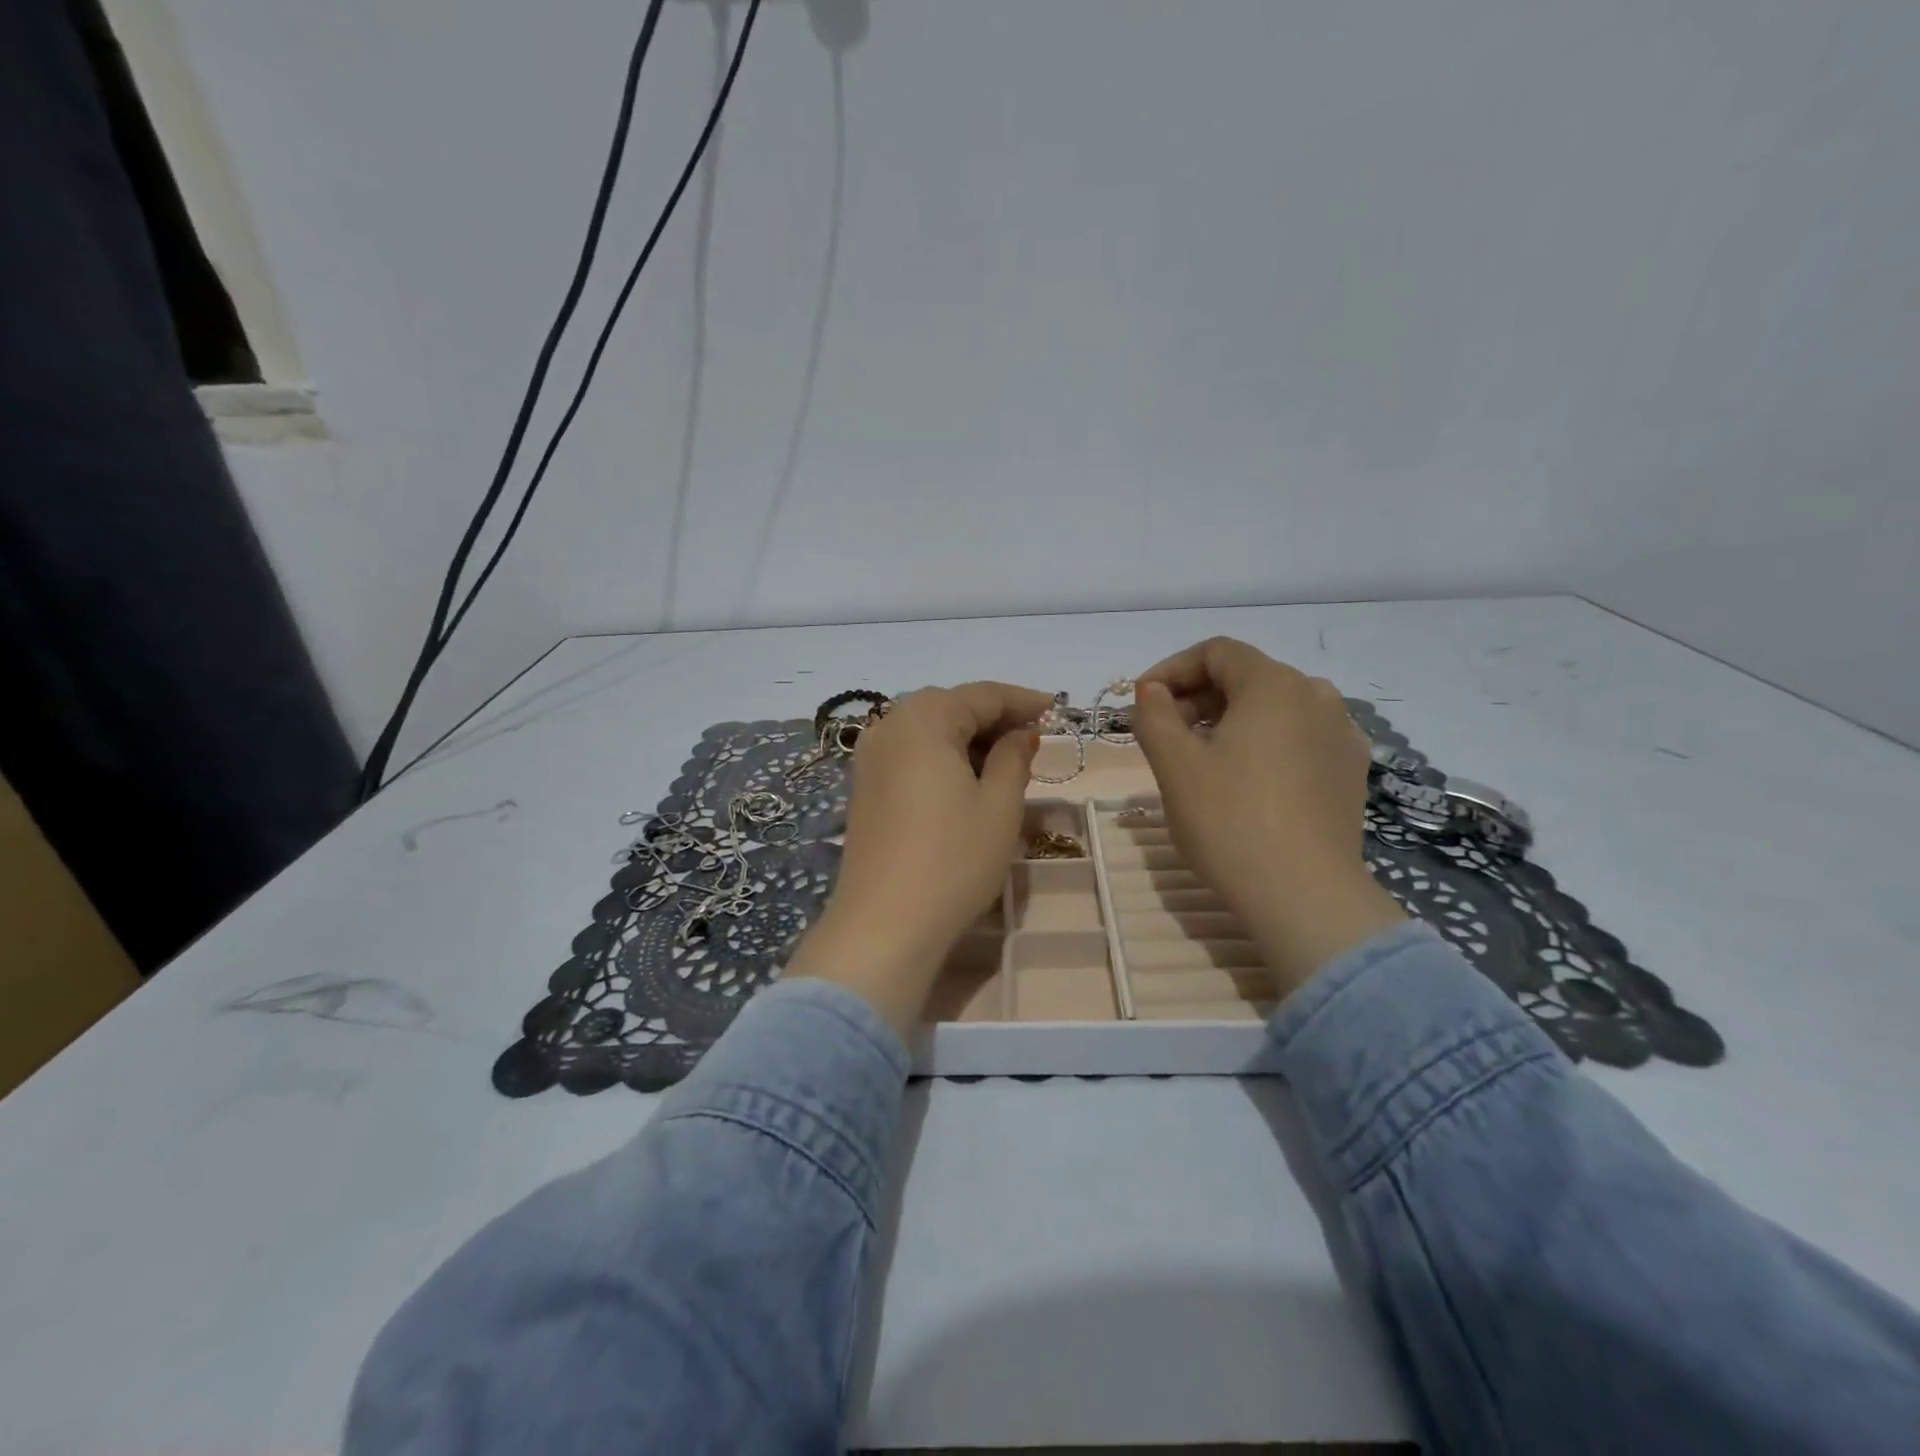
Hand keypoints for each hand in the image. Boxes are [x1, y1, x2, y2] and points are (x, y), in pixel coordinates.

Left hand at [784, 682, 1051, 1035]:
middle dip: (993, 718)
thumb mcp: (998, 805)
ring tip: (1005, 761)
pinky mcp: (864, 786)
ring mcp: (870, 756)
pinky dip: (942, 756)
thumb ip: (1012, 757)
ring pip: (928, 730)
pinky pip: (910, 753)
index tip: (1056, 709)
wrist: (884, 924)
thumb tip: (1019, 734)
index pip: (982, 695)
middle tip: (1033, 738)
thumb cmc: (953, 859)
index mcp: (923, 718)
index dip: (1023, 701)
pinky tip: (965, 779)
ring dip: (967, 738)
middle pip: (951, 706)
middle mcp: (889, 725)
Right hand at [1132, 637, 1405, 996]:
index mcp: (1274, 684)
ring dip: (1230, 720)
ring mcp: (1341, 734)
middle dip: (1198, 696)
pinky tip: (1247, 780)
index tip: (1142, 701)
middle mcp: (1317, 696)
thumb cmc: (1229, 820)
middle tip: (1164, 733)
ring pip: (1274, 708)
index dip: (1171, 668)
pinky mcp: (1350, 771)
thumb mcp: (1174, 765)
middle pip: (1247, 676)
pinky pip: (1299, 737)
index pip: (1217, 652)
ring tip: (1201, 758)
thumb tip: (1151, 691)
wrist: (1304, 896)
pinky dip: (1264, 743)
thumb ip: (1154, 714)